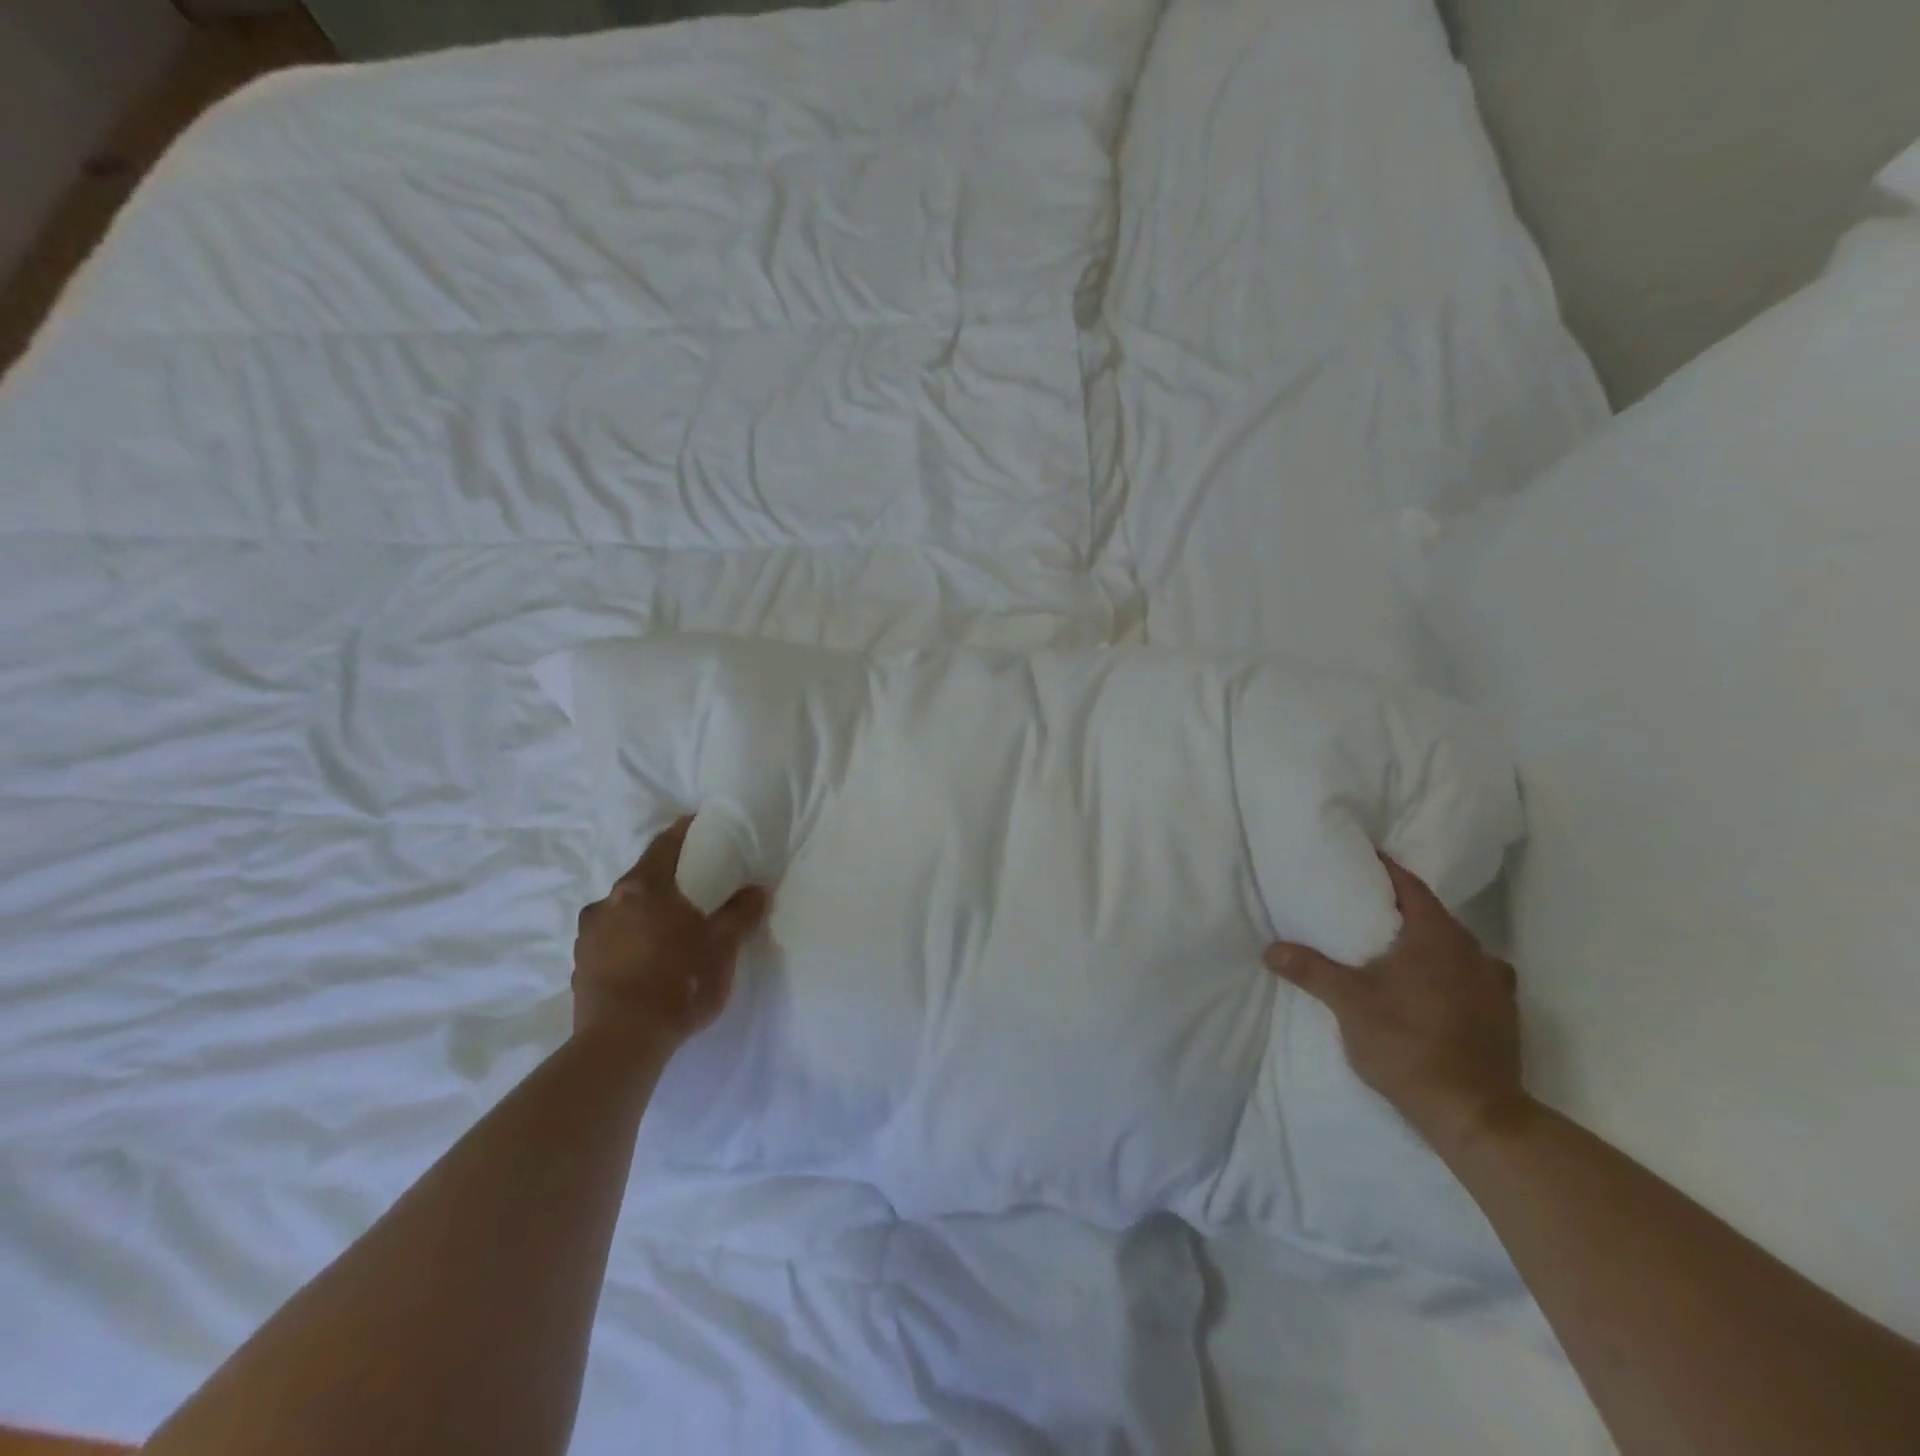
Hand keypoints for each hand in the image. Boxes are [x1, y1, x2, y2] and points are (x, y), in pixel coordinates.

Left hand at [572, 816, 769, 1053]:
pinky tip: (647, 958)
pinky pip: (610, 938)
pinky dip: (629, 938)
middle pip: (641, 877)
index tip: (697, 822)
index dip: (682, 832)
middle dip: (666, 877)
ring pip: (622, 910)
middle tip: (692, 884)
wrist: (621, 1043)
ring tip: (669, 927)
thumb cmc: (678, 982)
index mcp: (643, 888)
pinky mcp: (579, 966)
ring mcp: (588, 935)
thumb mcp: (721, 946)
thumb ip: (739, 913)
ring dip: (644, 911)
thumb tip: (756, 889)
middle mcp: (607, 902)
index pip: (664, 845)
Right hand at [1264, 855, 1526, 1148]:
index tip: (1363, 858)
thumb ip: (1310, 970)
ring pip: (1455, 947)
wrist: (1475, 1114)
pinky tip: (1431, 987)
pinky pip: (1473, 976)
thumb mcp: (1349, 1003)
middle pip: (1433, 914)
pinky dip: (1449, 972)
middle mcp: (1472, 951)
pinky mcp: (1504, 1015)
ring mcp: (1494, 984)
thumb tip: (1270, 949)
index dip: (1386, 869)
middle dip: (1401, 907)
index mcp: (1436, 936)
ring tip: (1394, 947)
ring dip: (1427, 941)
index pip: (1410, 886)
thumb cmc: (1407, 1044)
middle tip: (1365, 905)